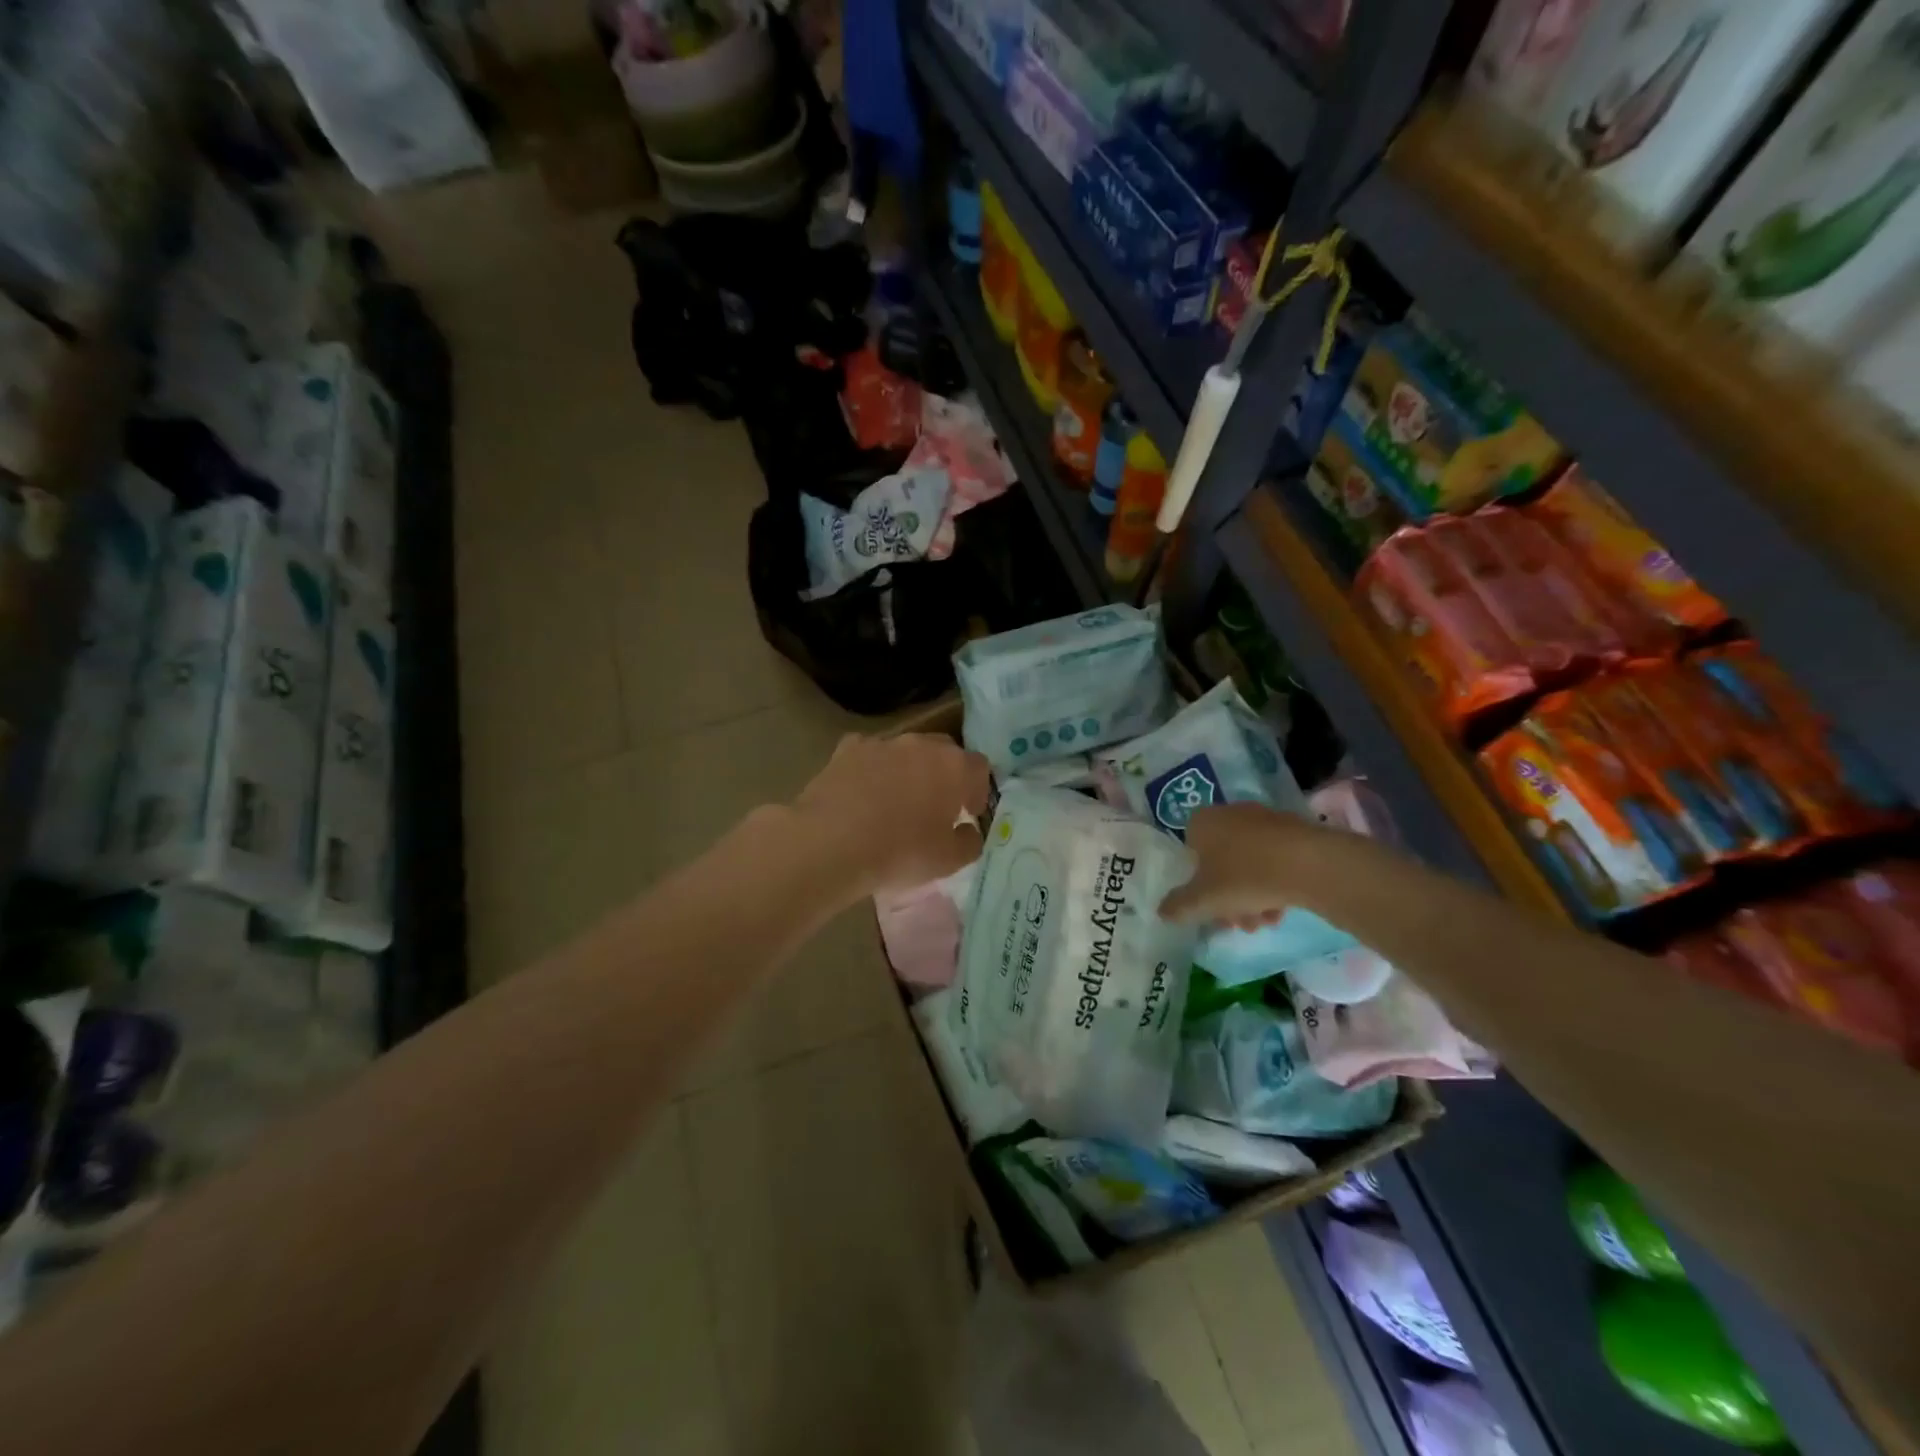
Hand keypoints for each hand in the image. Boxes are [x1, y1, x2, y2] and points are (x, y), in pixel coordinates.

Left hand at [794, 732, 992, 895]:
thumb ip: (969, 842)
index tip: (968, 813)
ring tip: (896, 800)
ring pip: (905, 750)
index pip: (980, 767)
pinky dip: (872, 769)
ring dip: (908, 769)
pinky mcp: (848, 748)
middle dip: (945, 773)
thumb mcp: (949, 861)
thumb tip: (968, 830)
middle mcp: (921, 744)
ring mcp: (883, 742)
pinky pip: (869, 754)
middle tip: (936, 805)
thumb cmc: (900, 852)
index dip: (977, 790)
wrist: (831, 843)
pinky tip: (862, 792)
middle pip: (944, 751)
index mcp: (954, 767)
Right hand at [1159, 802, 1339, 929]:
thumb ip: (1179, 906)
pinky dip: (1273, 882)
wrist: (1308, 864)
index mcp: (1202, 822)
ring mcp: (1263, 820)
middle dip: (1228, 896)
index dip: (1196, 882)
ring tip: (1266, 921)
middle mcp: (1229, 813)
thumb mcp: (1203, 900)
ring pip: (1248, 863)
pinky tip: (1283, 908)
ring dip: (1252, 895)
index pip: (1188, 850)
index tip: (1209, 906)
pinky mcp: (1293, 830)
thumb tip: (1162, 912)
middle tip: (1239, 922)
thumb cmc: (1244, 877)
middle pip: (1220, 861)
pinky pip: (1273, 859)